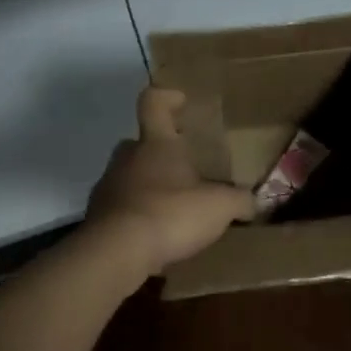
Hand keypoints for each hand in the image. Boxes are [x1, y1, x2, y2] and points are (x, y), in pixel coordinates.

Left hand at [87, 87, 255, 274]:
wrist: (116, 253)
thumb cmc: (170, 213)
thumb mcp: (219, 207)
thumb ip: (239, 201)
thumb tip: (254, 202)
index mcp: (156, 143)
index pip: (153, 103)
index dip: (166, 98)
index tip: (181, 101)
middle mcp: (127, 158)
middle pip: (139, 143)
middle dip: (159, 152)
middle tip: (183, 167)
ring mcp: (107, 187)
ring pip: (128, 176)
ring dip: (148, 187)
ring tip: (172, 208)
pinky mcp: (97, 218)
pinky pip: (120, 209)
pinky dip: (136, 216)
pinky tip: (154, 236)